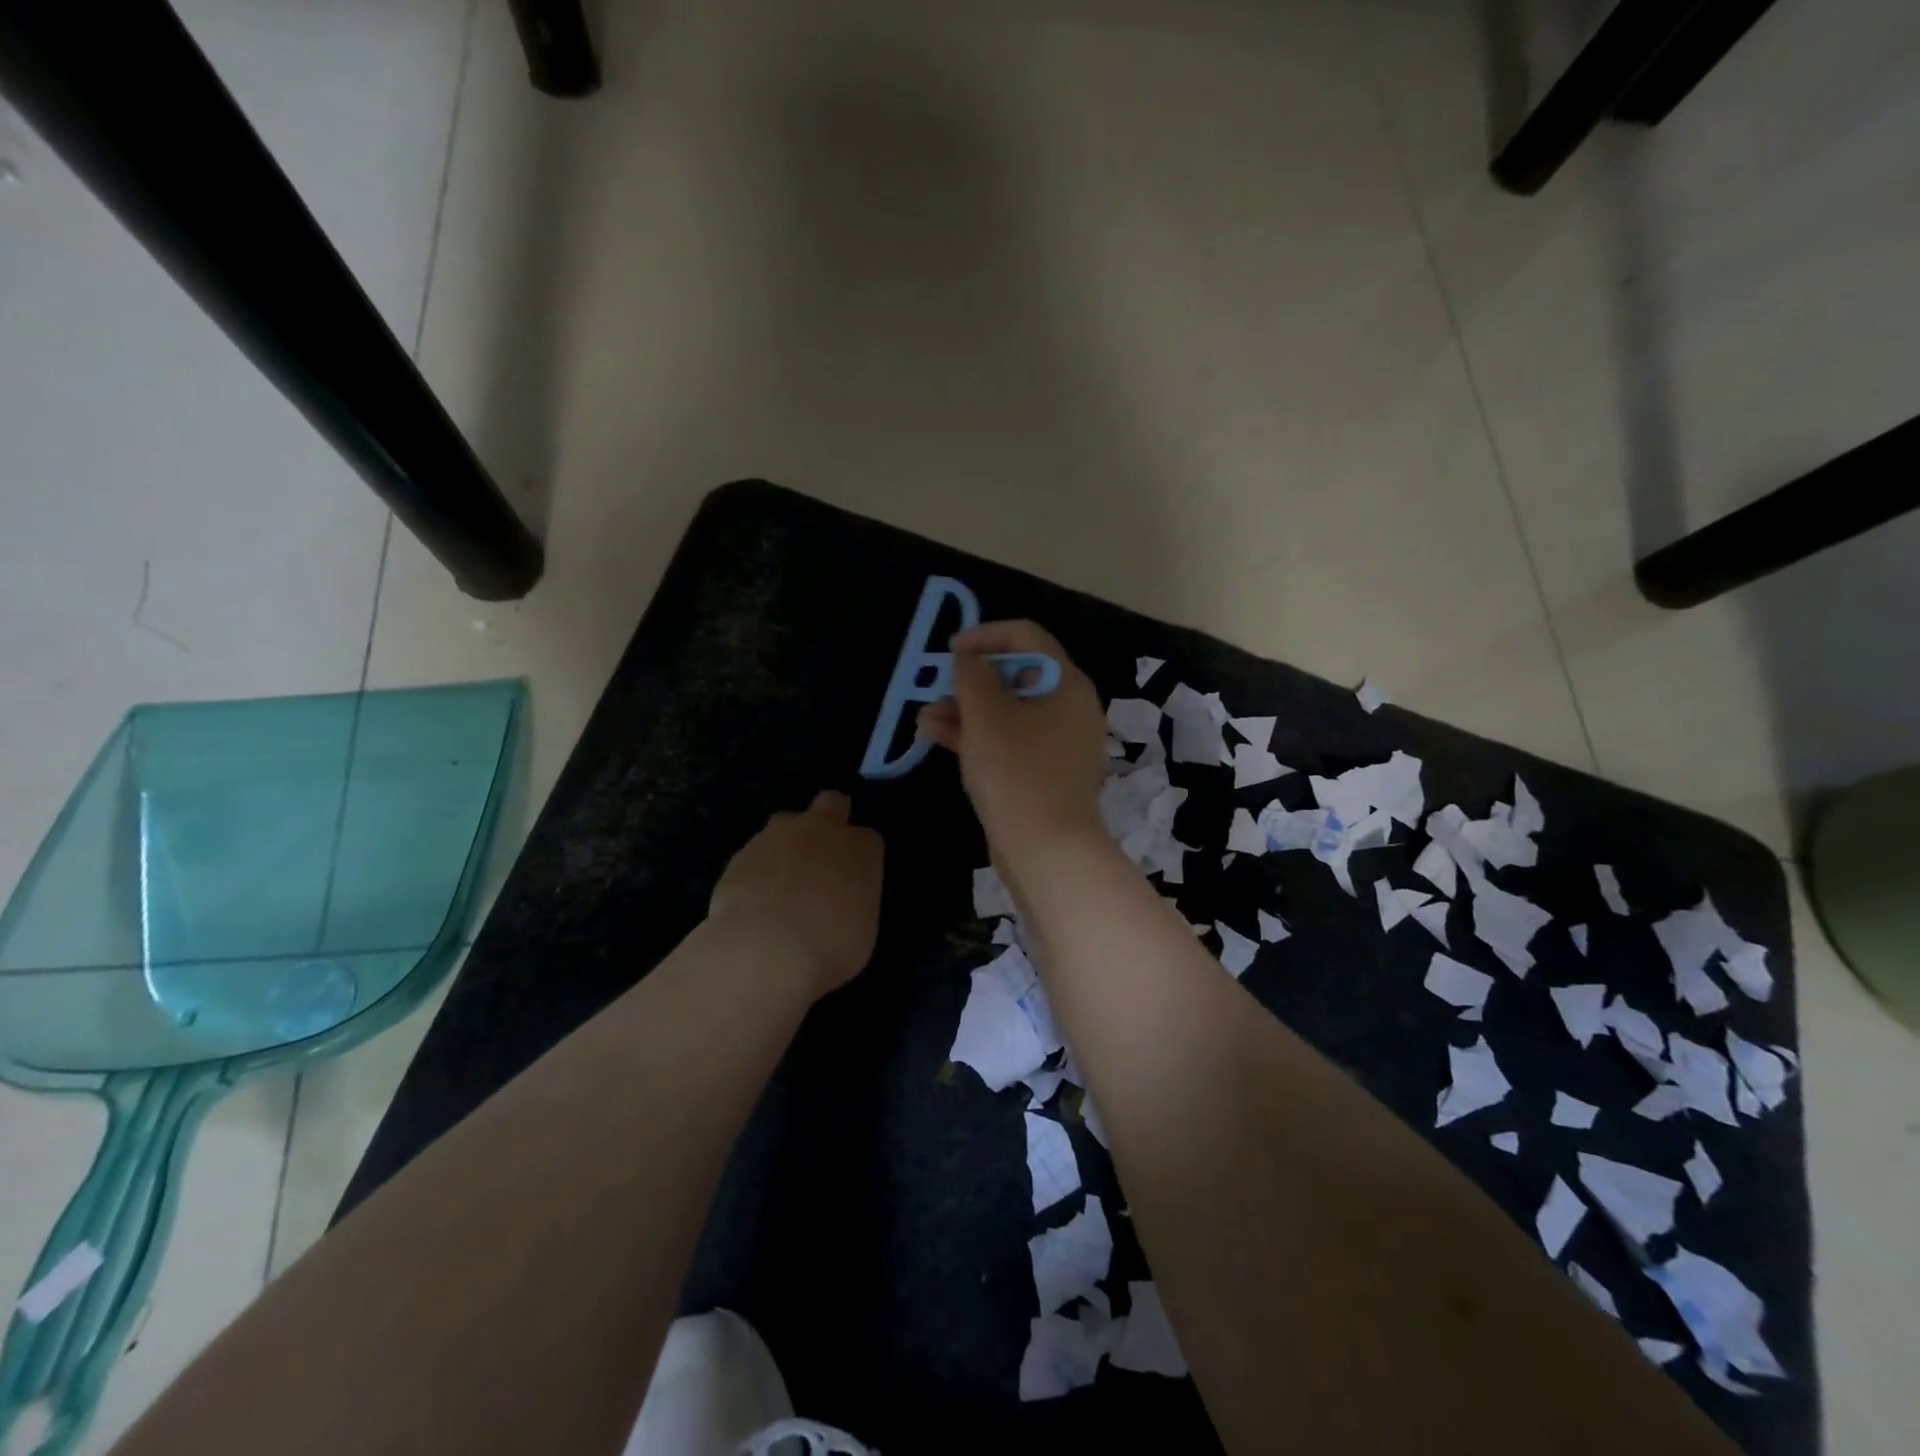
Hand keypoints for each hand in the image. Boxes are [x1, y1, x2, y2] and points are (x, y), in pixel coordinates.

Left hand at [709, 791, 883, 997]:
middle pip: (832, 803)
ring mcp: (776, 836)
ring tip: (781, 887)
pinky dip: (757, 871)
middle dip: (830, 820)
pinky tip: (753, 903)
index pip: (868, 838)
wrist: (765, 949)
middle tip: (822, 857)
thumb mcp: (862, 930)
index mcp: (860, 848)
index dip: (860, 857)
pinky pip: (754, 855)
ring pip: (785, 825)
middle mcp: (821, 830)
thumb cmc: (831, 946)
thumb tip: (839, 903)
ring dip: (787, 845)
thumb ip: (852, 902)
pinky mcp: (740, 854)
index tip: (854, 880)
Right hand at [917, 621, 1107, 866]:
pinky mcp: (1046, 773)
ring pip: (1008, 712)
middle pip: (1016, 676)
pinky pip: (1010, 741)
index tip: (952, 651)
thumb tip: (968, 659)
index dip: (985, 635)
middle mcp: (1070, 707)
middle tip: (936, 688)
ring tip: (925, 718)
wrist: (1047, 849)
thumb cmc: (1016, 772)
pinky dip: (978, 736)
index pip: (1027, 637)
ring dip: (966, 710)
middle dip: (970, 680)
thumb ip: (973, 676)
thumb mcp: (986, 716)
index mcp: (1067, 683)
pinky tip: (937, 736)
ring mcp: (1059, 743)